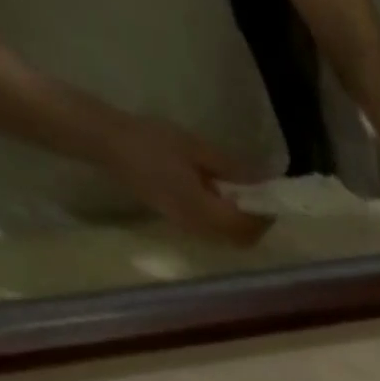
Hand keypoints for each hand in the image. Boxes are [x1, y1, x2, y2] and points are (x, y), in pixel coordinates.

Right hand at [95, 111, 272, 244]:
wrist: (108, 143)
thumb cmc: (151, 140)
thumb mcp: (196, 148)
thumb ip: (231, 169)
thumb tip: (260, 181)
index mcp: (203, 211)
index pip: (246, 227)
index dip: (263, 216)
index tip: (271, 198)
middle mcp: (201, 229)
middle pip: (243, 240)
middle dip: (257, 224)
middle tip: (261, 199)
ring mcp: (191, 230)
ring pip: (231, 240)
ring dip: (244, 224)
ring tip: (243, 197)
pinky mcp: (184, 225)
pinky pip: (217, 233)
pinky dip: (229, 222)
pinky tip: (224, 199)